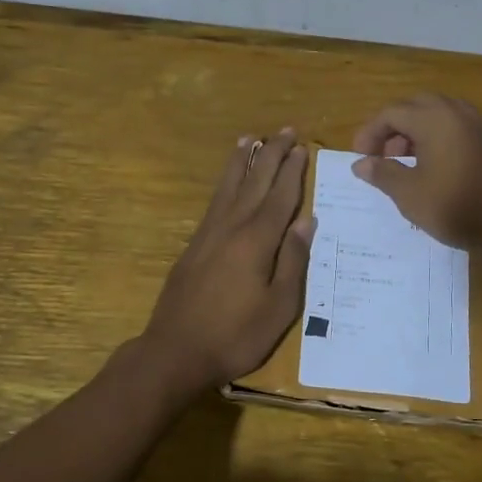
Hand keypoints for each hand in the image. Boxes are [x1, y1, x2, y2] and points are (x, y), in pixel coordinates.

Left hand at [140, 128, 315, 391]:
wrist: (175, 351)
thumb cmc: (236, 335)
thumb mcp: (279, 306)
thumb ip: (293, 260)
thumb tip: (306, 220)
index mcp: (257, 241)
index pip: (279, 197)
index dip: (292, 171)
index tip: (302, 147)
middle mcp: (231, 227)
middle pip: (254, 182)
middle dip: (271, 155)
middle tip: (285, 131)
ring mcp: (208, 234)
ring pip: (228, 187)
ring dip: (241, 161)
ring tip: (249, 139)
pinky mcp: (193, 245)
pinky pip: (214, 202)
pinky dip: (224, 183)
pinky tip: (227, 183)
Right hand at [351, 94, 481, 249]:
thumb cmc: (455, 207)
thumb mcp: (409, 195)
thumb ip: (382, 173)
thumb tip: (360, 163)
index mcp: (434, 119)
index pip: (392, 113)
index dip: (371, 132)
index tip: (361, 157)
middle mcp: (459, 113)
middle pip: (419, 106)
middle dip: (396, 126)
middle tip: (385, 154)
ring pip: (443, 115)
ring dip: (421, 131)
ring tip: (411, 161)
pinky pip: (463, 129)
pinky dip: (444, 138)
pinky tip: (441, 167)